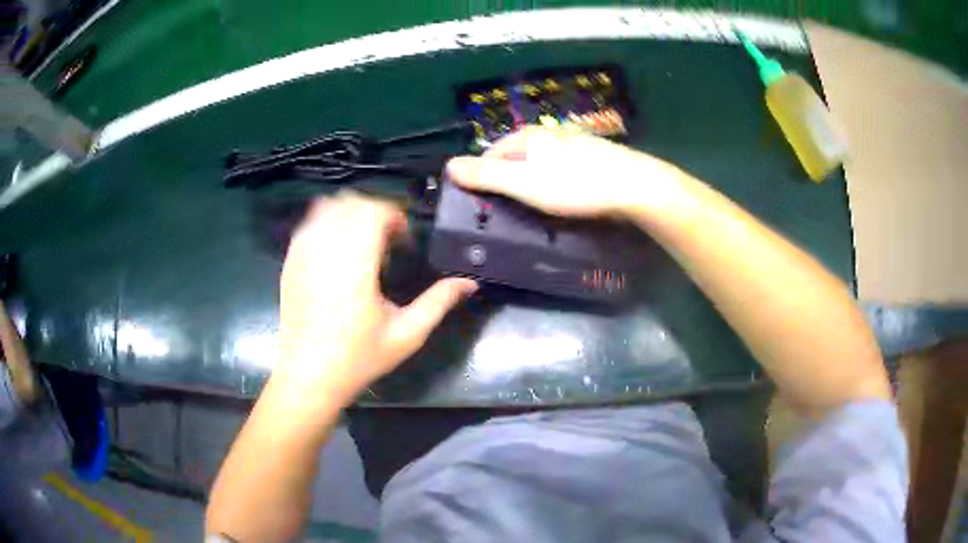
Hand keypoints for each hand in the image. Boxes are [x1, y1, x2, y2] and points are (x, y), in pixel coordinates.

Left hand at [275, 192, 476, 405]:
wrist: (309, 375)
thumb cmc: (359, 357)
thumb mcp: (407, 334)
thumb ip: (439, 302)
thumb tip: (469, 283)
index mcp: (355, 265)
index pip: (372, 211)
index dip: (394, 215)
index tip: (404, 240)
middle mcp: (325, 250)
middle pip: (351, 203)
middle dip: (374, 212)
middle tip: (387, 241)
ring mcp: (302, 253)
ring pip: (327, 207)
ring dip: (351, 214)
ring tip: (362, 242)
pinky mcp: (290, 261)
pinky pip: (309, 224)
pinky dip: (328, 224)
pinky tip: (338, 252)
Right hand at [447, 126, 683, 218]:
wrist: (633, 187)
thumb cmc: (574, 185)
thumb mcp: (523, 183)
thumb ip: (486, 174)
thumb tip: (449, 165)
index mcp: (530, 136)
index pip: (493, 151)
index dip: (483, 173)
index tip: (483, 201)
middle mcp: (551, 134)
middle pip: (518, 156)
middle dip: (510, 178)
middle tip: (511, 208)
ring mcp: (575, 144)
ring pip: (544, 163)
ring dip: (536, 182)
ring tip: (538, 207)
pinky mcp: (596, 158)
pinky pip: (566, 170)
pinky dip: (559, 183)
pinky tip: (568, 199)